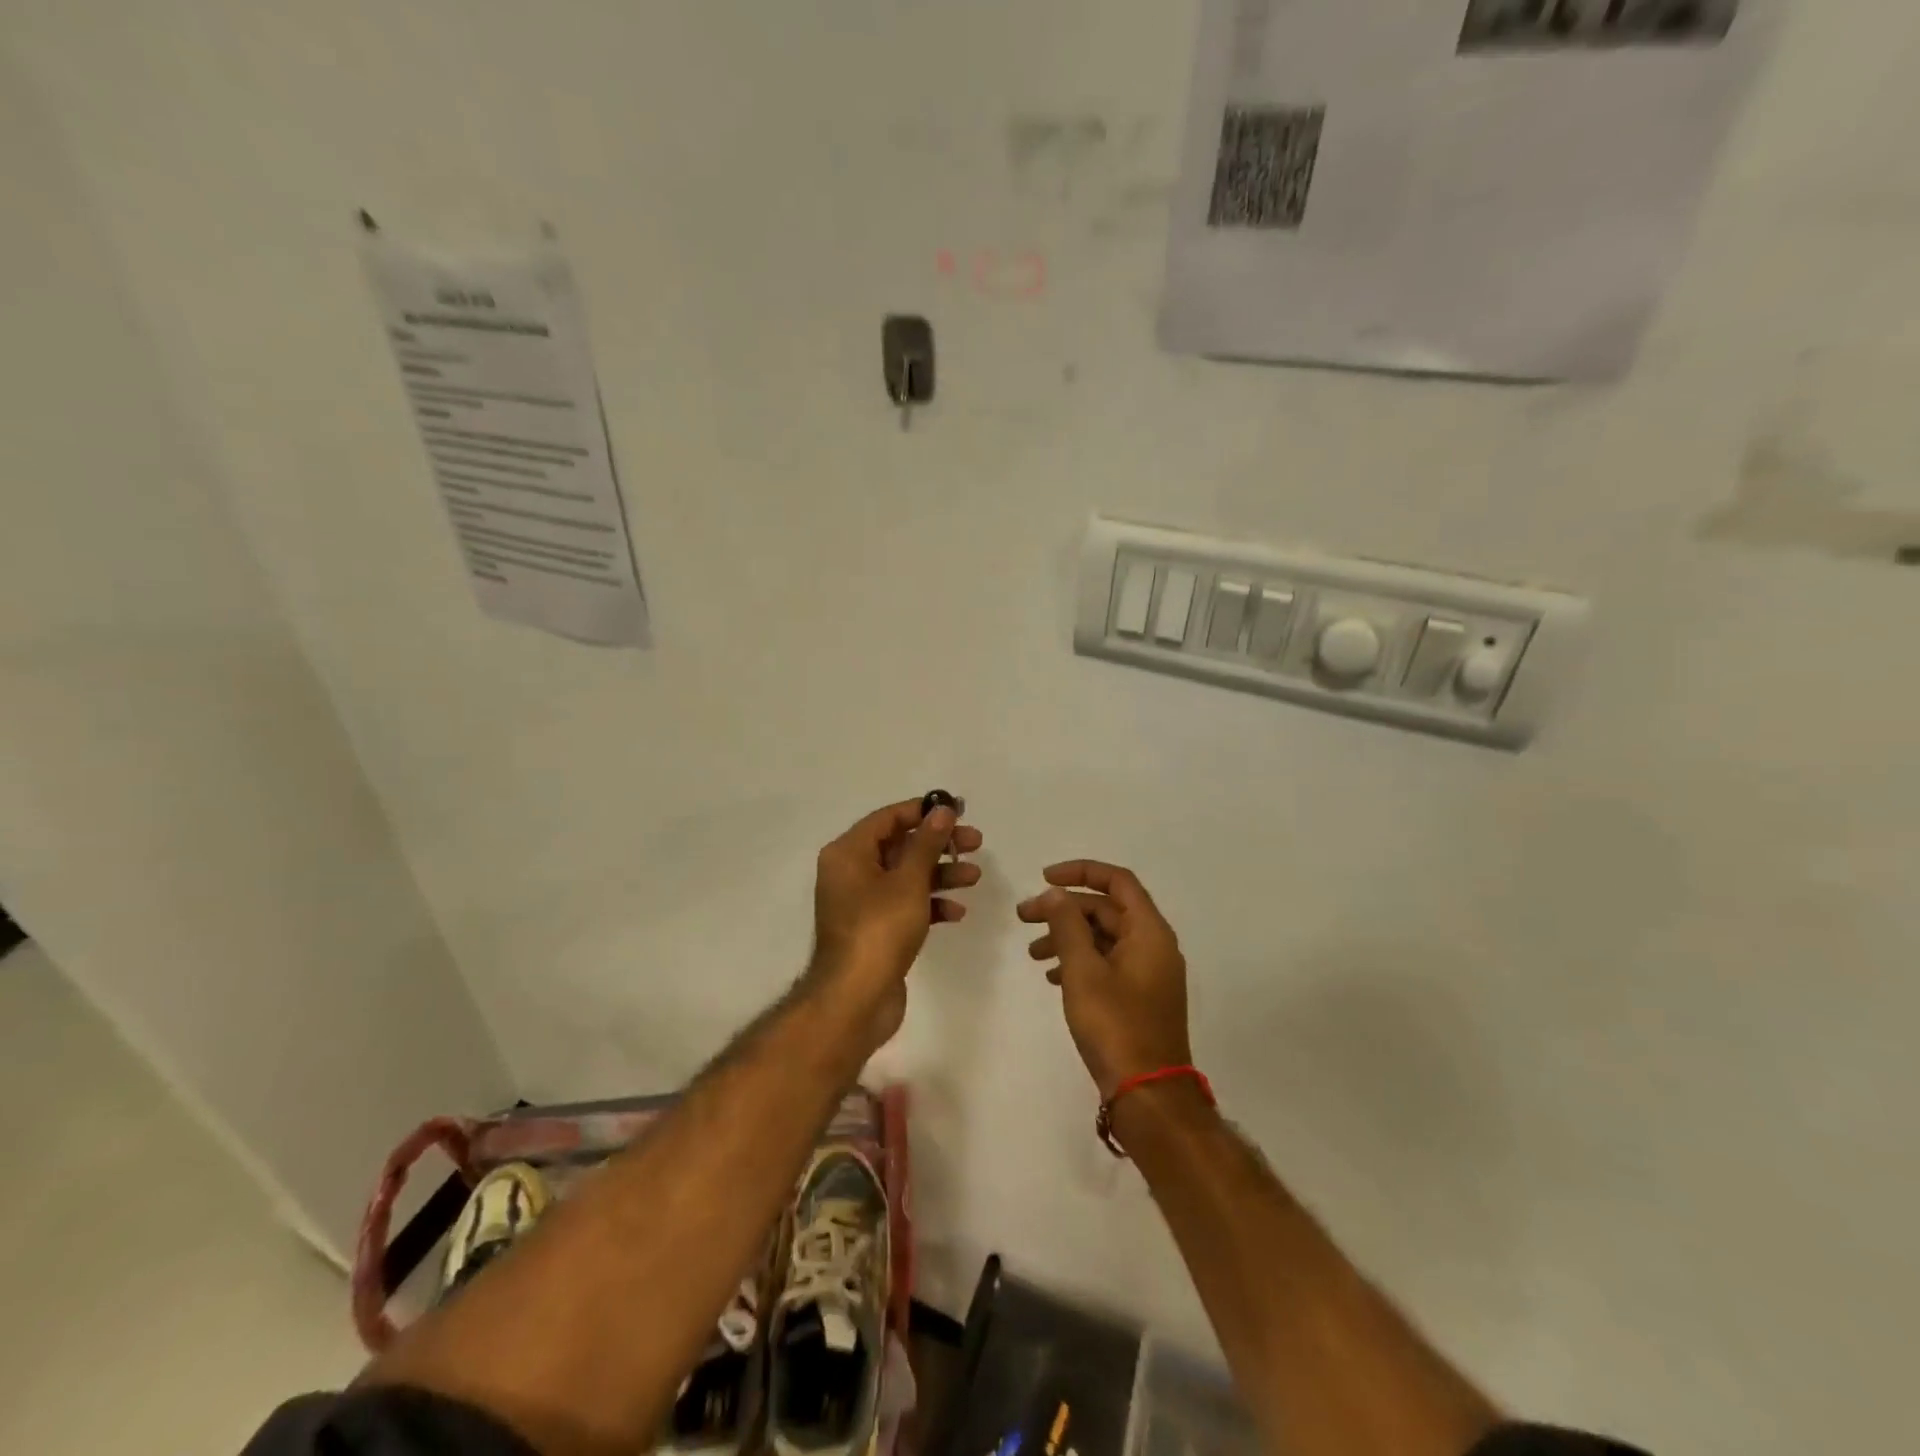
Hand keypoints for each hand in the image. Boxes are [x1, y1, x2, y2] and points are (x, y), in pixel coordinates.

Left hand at [810, 799, 983, 1042]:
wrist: (855, 1000)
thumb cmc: (879, 929)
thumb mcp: (908, 880)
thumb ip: (927, 842)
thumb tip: (943, 808)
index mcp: (848, 853)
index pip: (888, 818)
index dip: (923, 811)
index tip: (958, 811)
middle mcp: (850, 872)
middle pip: (900, 846)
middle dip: (939, 845)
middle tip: (975, 843)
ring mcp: (862, 903)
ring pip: (906, 876)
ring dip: (940, 874)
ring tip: (974, 879)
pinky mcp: (875, 929)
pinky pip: (905, 905)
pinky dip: (930, 904)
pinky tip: (956, 913)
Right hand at [1018, 861, 1191, 1099]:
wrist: (1148, 1095)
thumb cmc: (1116, 1026)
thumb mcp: (1083, 971)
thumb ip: (1067, 925)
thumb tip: (1055, 894)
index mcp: (1149, 932)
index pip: (1117, 881)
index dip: (1080, 872)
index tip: (1044, 878)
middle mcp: (1154, 945)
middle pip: (1106, 909)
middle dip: (1064, 909)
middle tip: (1024, 917)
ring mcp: (1148, 973)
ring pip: (1104, 938)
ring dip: (1068, 936)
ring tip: (1032, 953)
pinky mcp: (1139, 997)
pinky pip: (1107, 963)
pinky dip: (1079, 961)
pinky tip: (1051, 976)